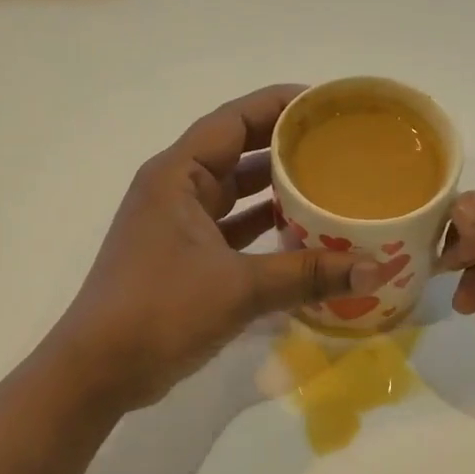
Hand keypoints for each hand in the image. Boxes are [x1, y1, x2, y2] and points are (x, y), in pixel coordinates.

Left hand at [52, 86, 383, 411]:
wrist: (99, 369)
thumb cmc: (160, 310)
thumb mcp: (239, 288)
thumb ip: (306, 274)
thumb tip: (374, 270)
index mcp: (177, 174)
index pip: (234, 119)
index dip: (279, 104)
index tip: (326, 104)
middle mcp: (174, 189)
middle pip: (236, 150)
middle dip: (284, 145)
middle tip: (337, 144)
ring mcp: (176, 224)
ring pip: (233, 192)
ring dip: (274, 188)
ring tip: (328, 182)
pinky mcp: (181, 257)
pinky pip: (230, 227)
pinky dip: (261, 227)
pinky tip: (300, 234)